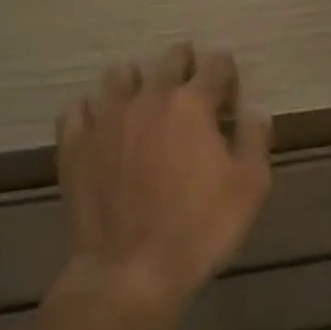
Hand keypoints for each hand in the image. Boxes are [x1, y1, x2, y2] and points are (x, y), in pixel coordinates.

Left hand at [51, 42, 273, 329]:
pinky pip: (79, 108)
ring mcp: (106, 118)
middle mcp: (148, 98)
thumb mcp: (250, 186)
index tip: (229, 84)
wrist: (131, 270)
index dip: (225, 69)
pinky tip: (102, 124)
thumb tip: (255, 109)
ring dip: (137, 80)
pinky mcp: (75, 143)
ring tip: (144, 100)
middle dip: (185, 63)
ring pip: (119, 75)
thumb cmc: (200, 227)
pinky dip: (93, 109)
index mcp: (192, 104)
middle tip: (191, 83)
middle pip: (168, 59)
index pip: (214, 64)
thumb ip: (255, 139)